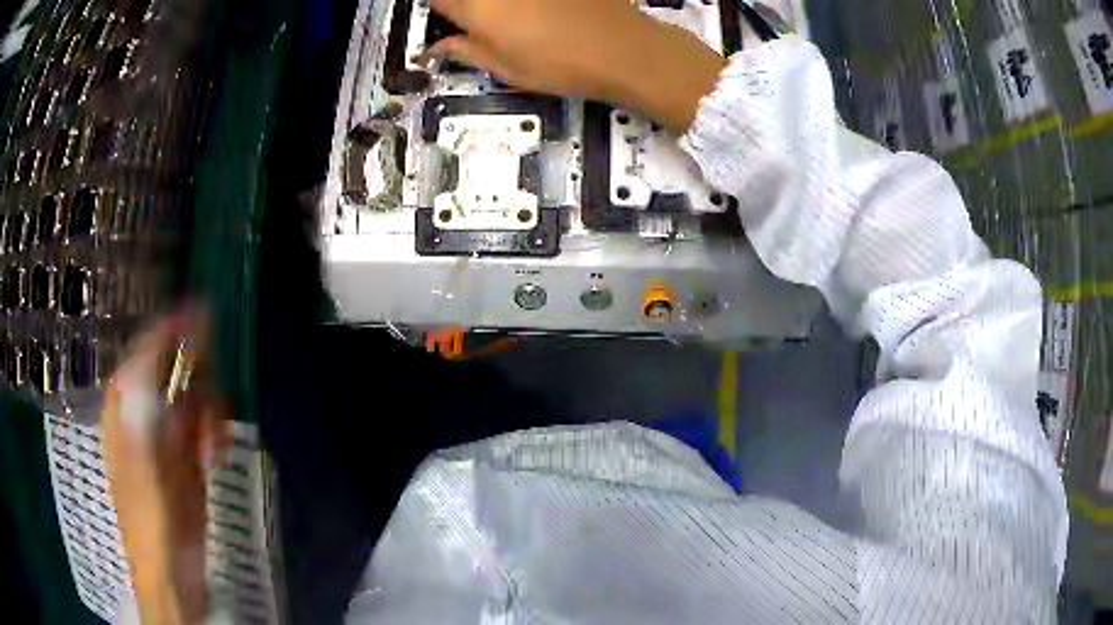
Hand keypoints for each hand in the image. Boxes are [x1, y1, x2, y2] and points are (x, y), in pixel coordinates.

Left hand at [101, 310, 229, 623]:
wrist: (169, 567)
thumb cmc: (150, 509)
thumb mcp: (146, 444)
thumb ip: (156, 385)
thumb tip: (174, 330)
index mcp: (125, 398)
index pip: (150, 343)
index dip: (177, 326)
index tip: (209, 313)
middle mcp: (143, 406)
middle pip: (176, 366)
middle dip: (199, 382)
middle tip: (210, 410)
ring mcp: (165, 429)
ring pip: (194, 392)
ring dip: (209, 412)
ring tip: (212, 446)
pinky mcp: (185, 451)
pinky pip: (203, 421)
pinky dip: (214, 432)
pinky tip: (214, 455)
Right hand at [428, 0, 726, 132]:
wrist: (623, 48)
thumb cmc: (560, 65)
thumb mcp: (506, 69)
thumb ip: (466, 51)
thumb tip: (440, 46)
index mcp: (477, 7)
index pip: (439, 0)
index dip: (443, 9)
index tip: (453, 20)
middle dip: (470, 6)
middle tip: (486, 22)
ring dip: (501, 7)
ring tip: (521, 21)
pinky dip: (528, 4)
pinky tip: (544, 13)